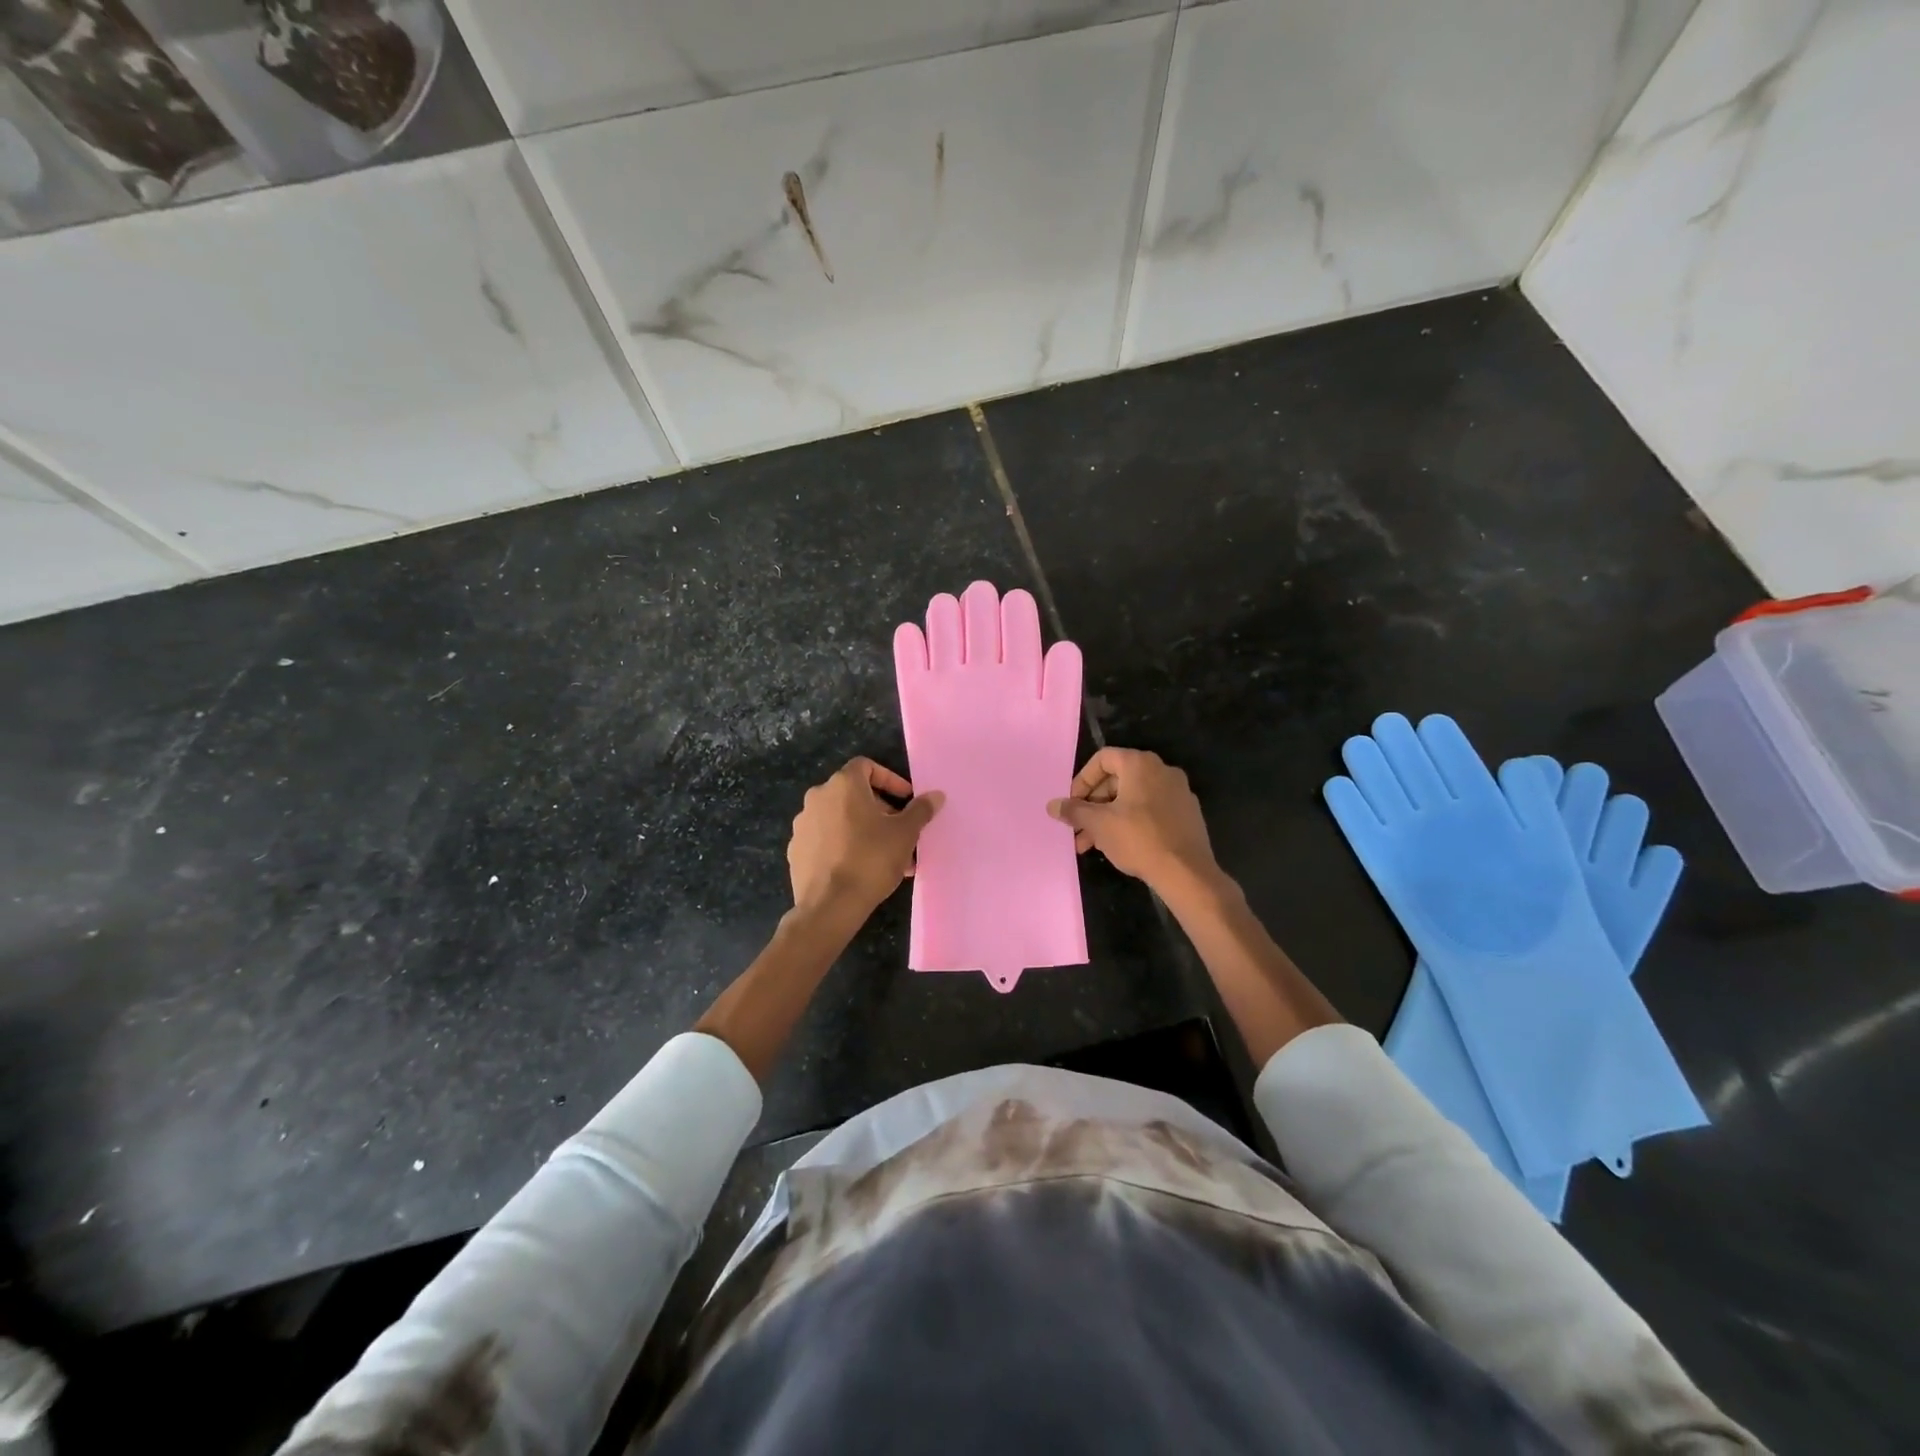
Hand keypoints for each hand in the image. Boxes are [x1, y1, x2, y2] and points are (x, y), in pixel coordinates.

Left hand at [788, 758, 942, 917]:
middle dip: (881, 810)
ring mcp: (803, 825)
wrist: (830, 905)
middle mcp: (817, 797)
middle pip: (854, 794)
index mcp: (842, 785)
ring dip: (864, 830)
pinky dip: (844, 845)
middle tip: (900, 832)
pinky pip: (826, 839)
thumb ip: (920, 810)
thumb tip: (936, 795)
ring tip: (887, 856)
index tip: (906, 800)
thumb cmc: (871, 859)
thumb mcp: (905, 833)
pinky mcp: (796, 850)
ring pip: (841, 819)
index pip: (866, 766)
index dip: (890, 780)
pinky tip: (860, 868)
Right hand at [1048, 748, 1217, 892]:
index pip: (1103, 759)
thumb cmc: (1138, 839)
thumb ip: (1074, 811)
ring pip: (1133, 798)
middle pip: (1117, 779)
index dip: (1082, 780)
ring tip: (1091, 845)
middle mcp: (1162, 770)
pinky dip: (1131, 821)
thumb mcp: (1099, 824)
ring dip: (1108, 817)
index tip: (1073, 805)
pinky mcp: (1187, 814)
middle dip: (1093, 805)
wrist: (1187, 872)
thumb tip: (1052, 805)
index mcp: (1140, 764)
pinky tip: (1119, 846)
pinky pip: (1151, 810)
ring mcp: (1178, 792)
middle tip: (1079, 829)